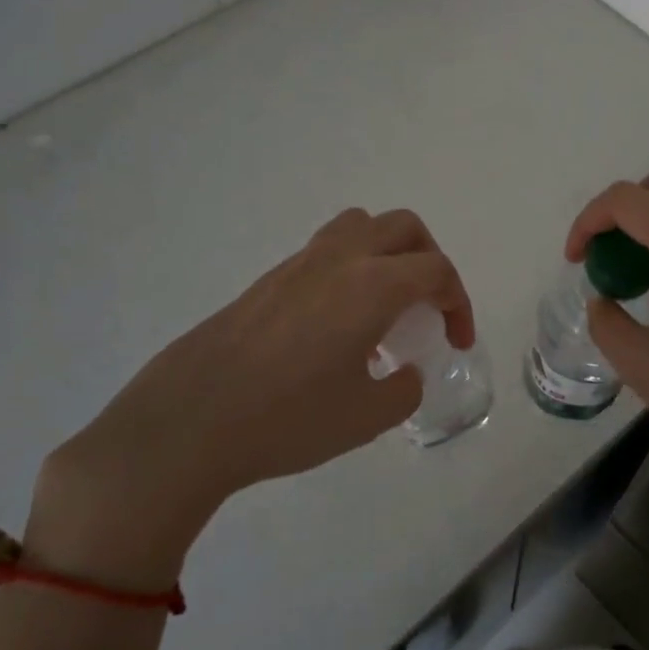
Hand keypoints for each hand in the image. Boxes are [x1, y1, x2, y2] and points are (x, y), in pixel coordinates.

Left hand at [27, 208, 473, 586]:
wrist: (188, 422)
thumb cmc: (288, 419)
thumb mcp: (367, 417)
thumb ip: (403, 390)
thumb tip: (403, 373)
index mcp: (372, 286)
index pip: (437, 270)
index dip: (459, 303)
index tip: (457, 342)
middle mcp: (339, 260)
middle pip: (403, 228)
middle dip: (430, 260)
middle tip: (429, 306)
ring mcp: (298, 265)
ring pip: (358, 227)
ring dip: (387, 254)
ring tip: (385, 304)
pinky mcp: (266, 281)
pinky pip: (325, 252)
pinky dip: (350, 270)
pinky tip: (337, 326)